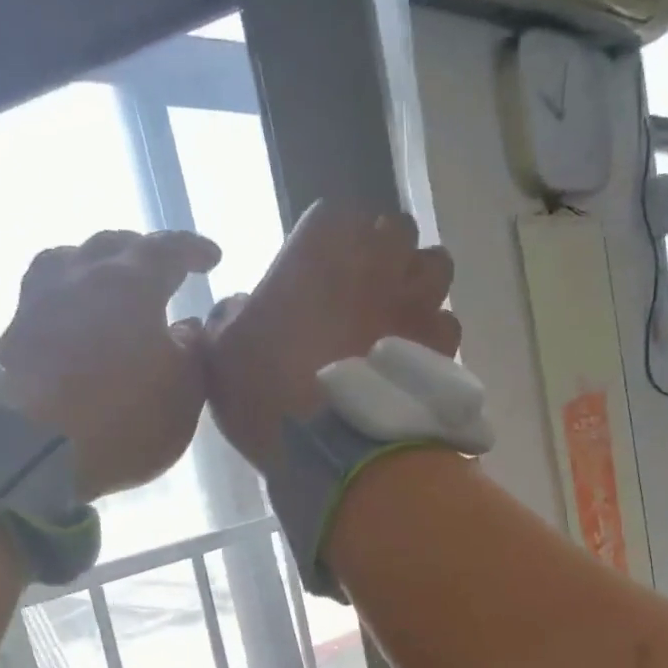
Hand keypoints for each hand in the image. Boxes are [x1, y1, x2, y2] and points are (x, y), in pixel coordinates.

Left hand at [0, 230, 219, 500]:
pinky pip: (46, 296)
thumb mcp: (183, 392)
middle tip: (160, 267)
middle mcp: (81, 277)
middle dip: (141, 251)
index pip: (167, 249)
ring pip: (67, 261)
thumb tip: (187, 328)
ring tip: (107, 283)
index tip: (211, 257)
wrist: (31, 446)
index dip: (192, 249)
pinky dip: (69, 298)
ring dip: (93, 265)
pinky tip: (76, 319)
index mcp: (131, 283)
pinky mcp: (12, 333)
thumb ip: (192, 353)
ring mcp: (39, 301)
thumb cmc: (124, 416)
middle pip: (112, 245)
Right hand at [201, 202, 459, 473]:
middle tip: (361, 288)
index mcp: (321, 246)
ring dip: (417, 281)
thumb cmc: (268, 394)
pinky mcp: (444, 343)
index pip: (331, 216)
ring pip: (434, 265)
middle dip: (381, 251)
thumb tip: (240, 307)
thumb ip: (228, 318)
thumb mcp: (221, 355)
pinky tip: (414, 358)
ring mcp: (418, 300)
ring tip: (398, 314)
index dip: (325, 243)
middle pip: (394, 230)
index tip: (314, 272)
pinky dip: (433, 334)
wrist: (333, 452)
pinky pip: (447, 322)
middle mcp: (378, 259)